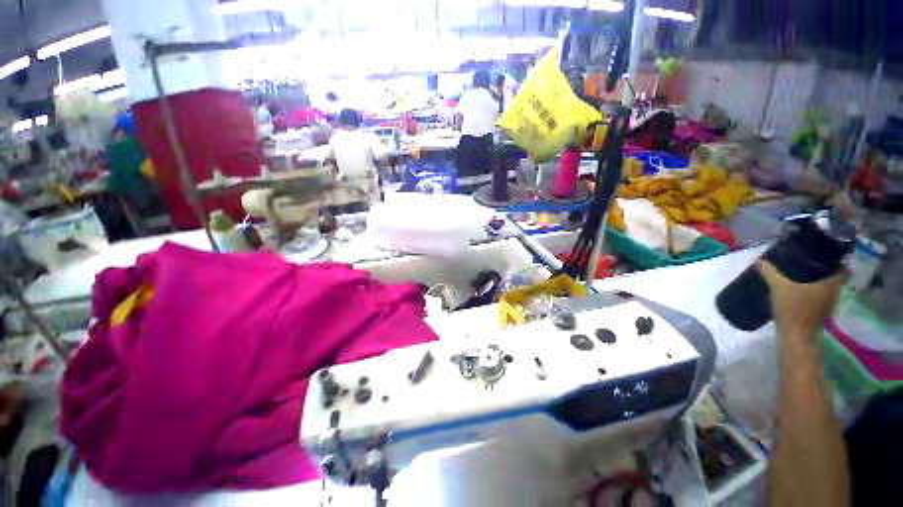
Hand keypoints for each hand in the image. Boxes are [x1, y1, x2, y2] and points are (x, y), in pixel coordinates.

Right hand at [756, 260, 845, 337]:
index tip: (823, 260)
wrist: (795, 336)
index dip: (834, 264)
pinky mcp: (822, 316)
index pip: (841, 270)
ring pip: (828, 291)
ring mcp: (829, 307)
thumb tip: (759, 260)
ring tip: (804, 280)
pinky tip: (802, 295)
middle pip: (833, 280)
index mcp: (830, 284)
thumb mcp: (778, 287)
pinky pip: (822, 300)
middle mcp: (834, 294)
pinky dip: (815, 296)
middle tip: (809, 267)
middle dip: (824, 274)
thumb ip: (770, 272)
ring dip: (819, 286)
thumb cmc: (792, 308)